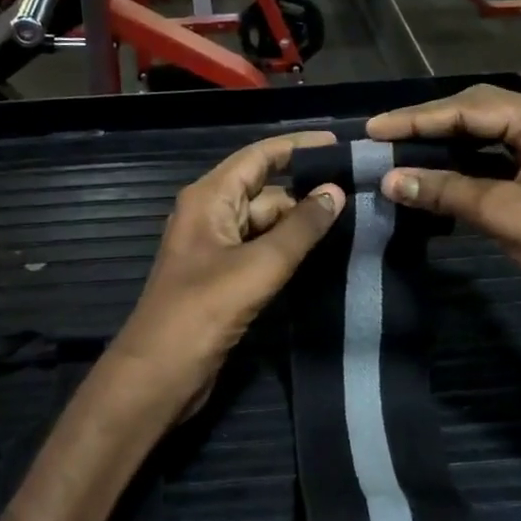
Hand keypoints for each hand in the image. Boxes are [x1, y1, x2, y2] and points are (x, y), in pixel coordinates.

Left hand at [112, 132, 345, 418]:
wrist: (160, 375)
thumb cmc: (203, 311)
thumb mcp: (257, 265)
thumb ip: (299, 228)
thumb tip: (336, 191)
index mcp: (209, 199)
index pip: (258, 157)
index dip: (298, 147)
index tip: (341, 145)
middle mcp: (211, 216)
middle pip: (265, 191)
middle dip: (307, 191)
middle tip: (361, 193)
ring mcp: (217, 250)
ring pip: (266, 225)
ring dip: (302, 224)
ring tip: (354, 222)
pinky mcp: (225, 280)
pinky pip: (263, 253)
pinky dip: (290, 251)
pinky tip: (325, 254)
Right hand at [366, 86, 520, 325]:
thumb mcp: (509, 215)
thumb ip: (448, 191)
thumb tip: (388, 180)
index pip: (470, 108)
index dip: (418, 119)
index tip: (372, 129)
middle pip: (472, 114)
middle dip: (425, 127)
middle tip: (377, 139)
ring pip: (477, 139)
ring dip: (437, 148)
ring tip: (392, 153)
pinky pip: (484, 164)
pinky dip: (453, 170)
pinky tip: (424, 177)